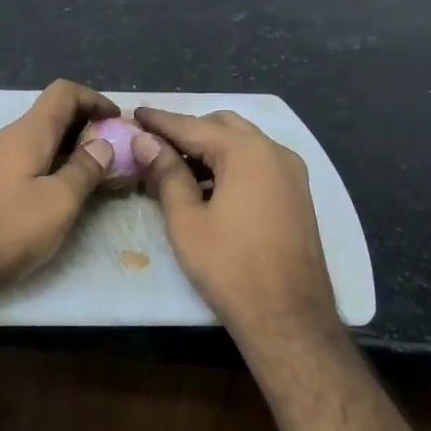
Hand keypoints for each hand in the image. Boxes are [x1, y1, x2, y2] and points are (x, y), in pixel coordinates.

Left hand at [0, 80, 119, 309]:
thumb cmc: (6, 230)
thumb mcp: (58, 202)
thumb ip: (84, 170)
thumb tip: (102, 144)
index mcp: (26, 133)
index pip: (63, 92)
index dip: (94, 99)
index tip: (118, 122)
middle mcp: (5, 138)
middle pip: (51, 117)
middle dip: (85, 129)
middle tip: (113, 156)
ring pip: (37, 143)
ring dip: (67, 153)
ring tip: (93, 179)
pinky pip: (23, 165)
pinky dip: (47, 171)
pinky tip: (58, 199)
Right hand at [133, 107, 339, 338]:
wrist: (288, 317)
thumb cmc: (230, 267)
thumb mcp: (186, 220)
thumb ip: (166, 173)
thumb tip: (145, 142)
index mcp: (247, 152)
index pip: (192, 125)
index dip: (160, 121)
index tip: (133, 113)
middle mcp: (275, 151)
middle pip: (222, 126)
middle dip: (187, 130)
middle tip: (153, 145)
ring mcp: (292, 172)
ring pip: (243, 143)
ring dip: (210, 148)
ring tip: (174, 167)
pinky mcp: (297, 194)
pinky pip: (258, 163)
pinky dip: (231, 164)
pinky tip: (207, 187)